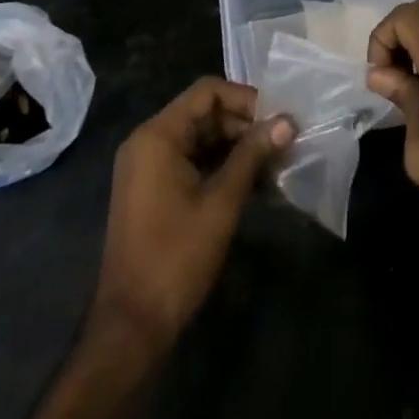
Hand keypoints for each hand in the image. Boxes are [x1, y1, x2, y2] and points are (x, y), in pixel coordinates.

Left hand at [90, 78, 294, 349]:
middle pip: (205, 114)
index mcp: (157, 135)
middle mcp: (149, 141)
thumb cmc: (175, 258)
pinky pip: (192, 161)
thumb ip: (252, 156)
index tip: (278, 119)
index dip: (246, 99)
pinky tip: (255, 183)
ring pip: (201, 139)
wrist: (131, 326)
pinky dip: (221, 166)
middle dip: (245, 125)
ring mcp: (149, 166)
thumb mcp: (220, 203)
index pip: (207, 92)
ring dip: (238, 148)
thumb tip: (288, 122)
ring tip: (276, 164)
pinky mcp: (154, 189)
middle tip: (285, 144)